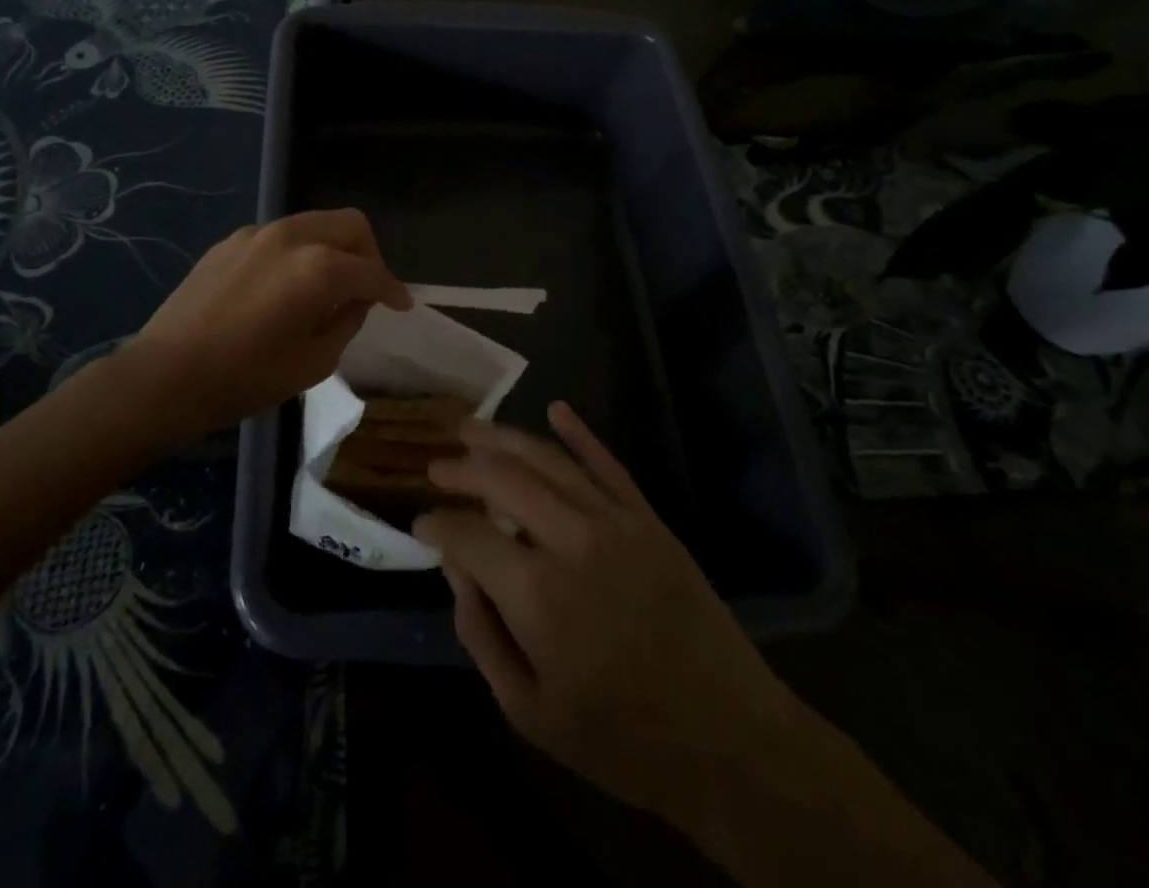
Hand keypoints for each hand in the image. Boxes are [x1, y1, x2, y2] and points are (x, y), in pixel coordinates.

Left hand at [129, 209, 412, 434]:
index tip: (402, 304)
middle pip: (349, 225)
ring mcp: (257, 234)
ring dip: (333, 249)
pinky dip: (298, 253)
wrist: (165, 375)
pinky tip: (284, 287)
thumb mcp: (314, 362)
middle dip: (369, 254)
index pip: (372, 271)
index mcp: (318, 269)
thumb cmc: (246, 378)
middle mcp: (292, 237)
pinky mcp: (231, 241)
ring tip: (326, 288)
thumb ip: (347, 321)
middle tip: (366, 289)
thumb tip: (356, 300)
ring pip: (315, 223)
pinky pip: (281, 237)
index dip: (393, 289)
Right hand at [414, 403, 797, 818]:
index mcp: (536, 593)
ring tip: (470, 428)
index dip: (436, 524)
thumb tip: (455, 568)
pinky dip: (580, 434)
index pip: (467, 534)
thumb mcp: (529, 710)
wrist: (728, 739)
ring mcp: (615, 522)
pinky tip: (556, 409)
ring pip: (548, 460)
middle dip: (461, 468)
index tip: (420, 523)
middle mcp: (571, 540)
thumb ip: (481, 633)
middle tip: (436, 466)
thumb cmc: (620, 738)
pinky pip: (608, 464)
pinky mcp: (649, 519)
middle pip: (502, 479)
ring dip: (504, 438)